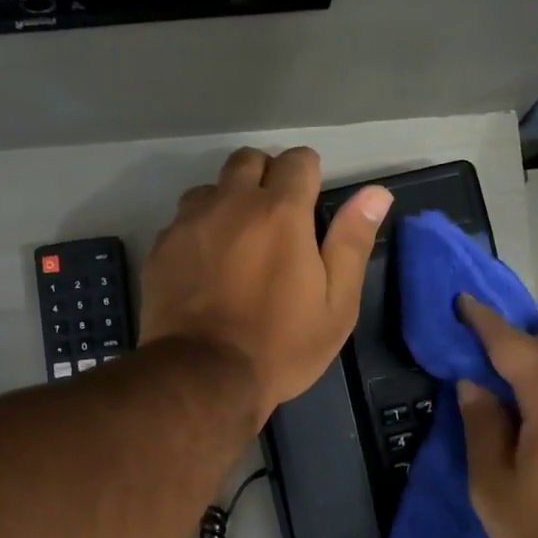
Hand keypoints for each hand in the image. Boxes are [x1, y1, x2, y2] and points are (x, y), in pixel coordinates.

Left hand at [141, 147, 392, 419]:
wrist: (204, 377)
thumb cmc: (281, 346)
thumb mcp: (337, 305)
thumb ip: (352, 243)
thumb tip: (375, 193)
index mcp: (281, 213)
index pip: (298, 161)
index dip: (309, 176)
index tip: (311, 206)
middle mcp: (232, 203)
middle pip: (249, 160)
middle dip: (267, 177)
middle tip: (276, 221)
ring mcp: (190, 223)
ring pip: (211, 188)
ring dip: (228, 202)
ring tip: (238, 243)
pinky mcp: (162, 247)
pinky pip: (183, 220)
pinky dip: (199, 231)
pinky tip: (206, 267)